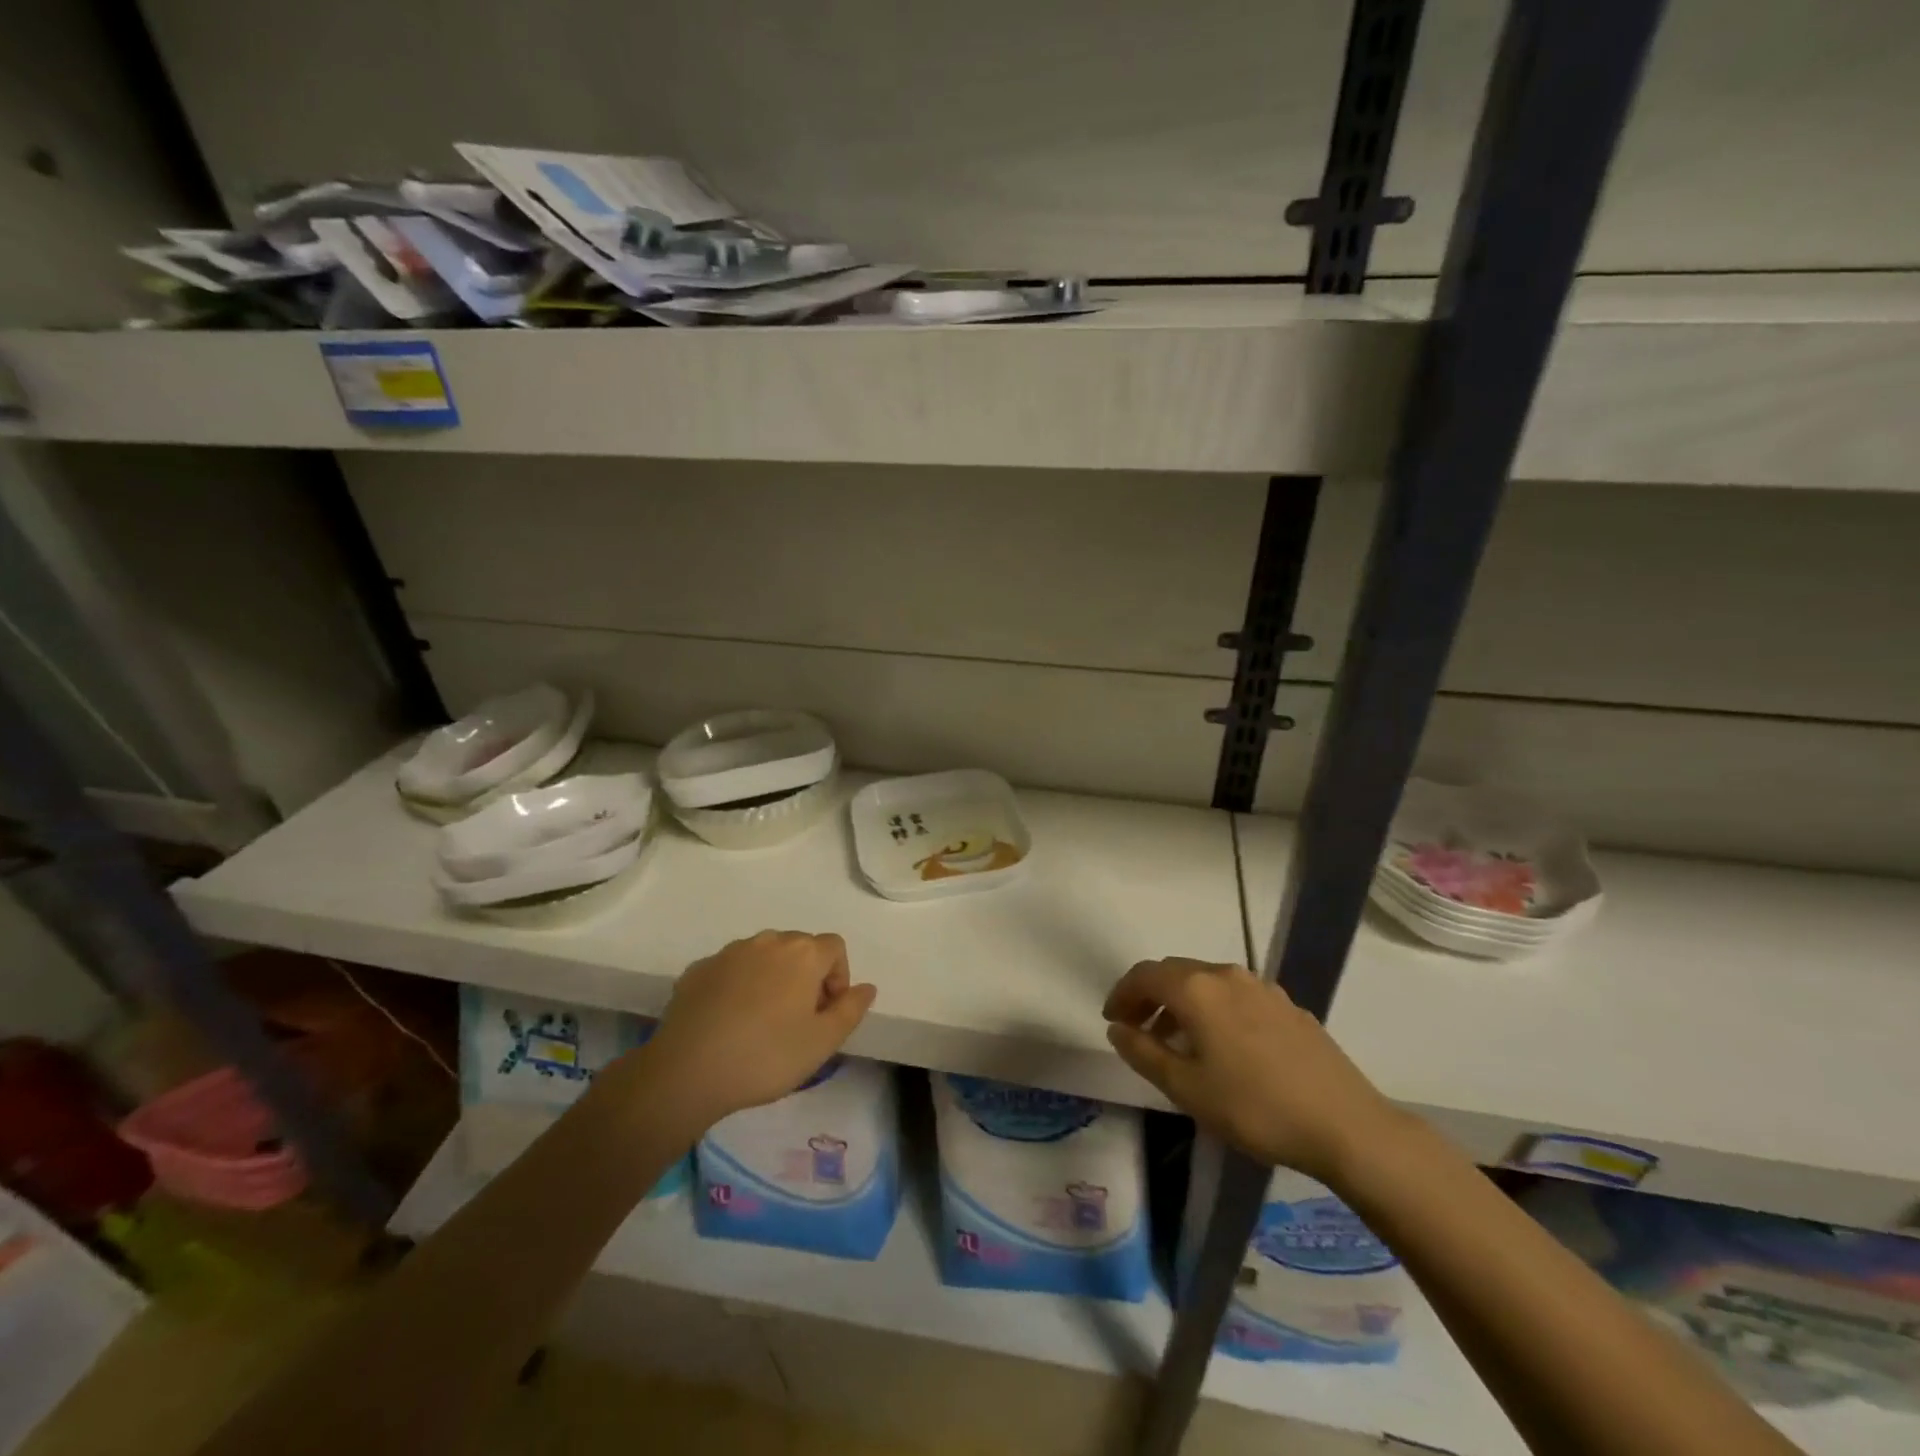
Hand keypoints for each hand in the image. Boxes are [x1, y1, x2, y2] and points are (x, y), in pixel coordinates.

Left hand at [642, 930, 876, 1127]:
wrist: (687, 1071)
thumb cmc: (766, 1056)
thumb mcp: (823, 1042)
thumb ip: (851, 1010)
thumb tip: (866, 987)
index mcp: (803, 953)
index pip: (835, 947)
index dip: (838, 977)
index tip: (826, 1013)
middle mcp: (768, 941)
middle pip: (799, 947)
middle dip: (806, 976)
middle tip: (798, 1020)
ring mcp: (729, 952)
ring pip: (763, 956)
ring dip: (771, 978)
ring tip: (761, 1022)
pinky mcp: (697, 969)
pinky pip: (730, 970)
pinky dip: (737, 986)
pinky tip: (728, 1022)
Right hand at [1103, 957, 1401, 1184]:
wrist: (1346, 1125)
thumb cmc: (1255, 1108)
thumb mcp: (1187, 1088)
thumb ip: (1143, 1053)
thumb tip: (1117, 1029)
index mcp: (1197, 989)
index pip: (1144, 975)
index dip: (1121, 994)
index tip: (1112, 1020)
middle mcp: (1226, 975)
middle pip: (1174, 972)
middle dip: (1149, 996)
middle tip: (1138, 1029)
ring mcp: (1262, 987)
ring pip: (1207, 982)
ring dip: (1182, 1003)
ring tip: (1177, 1042)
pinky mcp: (1288, 1006)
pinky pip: (1236, 996)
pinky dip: (1214, 1010)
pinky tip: (1224, 1047)